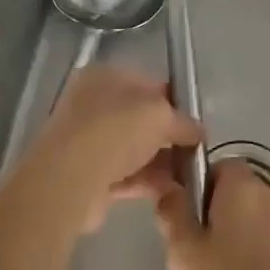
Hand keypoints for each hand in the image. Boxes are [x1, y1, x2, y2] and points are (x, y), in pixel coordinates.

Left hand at [22, 65, 202, 231]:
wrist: (71, 178)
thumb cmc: (115, 130)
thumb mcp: (160, 115)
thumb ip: (183, 121)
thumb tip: (198, 132)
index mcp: (104, 76)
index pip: (146, 83)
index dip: (173, 101)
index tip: (194, 123)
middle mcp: (91, 104)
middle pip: (139, 119)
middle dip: (168, 137)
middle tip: (194, 153)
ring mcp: (86, 140)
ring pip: (132, 149)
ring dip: (160, 163)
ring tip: (188, 177)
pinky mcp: (86, 175)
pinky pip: (124, 175)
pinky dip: (146, 182)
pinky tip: (171, 192)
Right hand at [152, 160, 269, 269]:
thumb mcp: (184, 256)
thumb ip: (173, 214)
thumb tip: (170, 188)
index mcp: (243, 185)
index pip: (218, 167)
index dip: (199, 193)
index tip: (188, 229)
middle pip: (240, 197)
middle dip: (221, 222)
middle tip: (201, 263)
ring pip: (261, 226)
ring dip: (245, 245)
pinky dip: (266, 266)